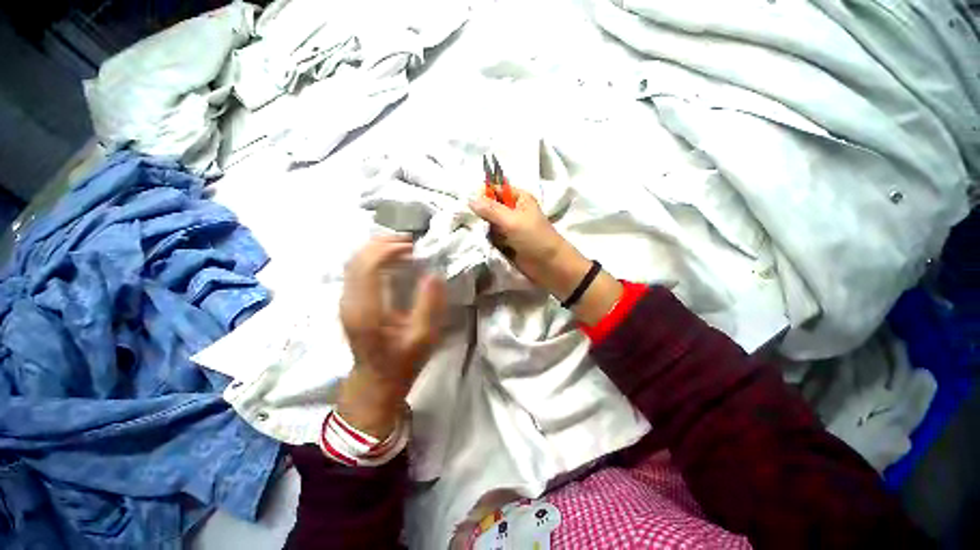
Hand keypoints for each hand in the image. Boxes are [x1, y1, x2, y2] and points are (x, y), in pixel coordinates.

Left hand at [337, 237, 445, 437]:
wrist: (376, 380)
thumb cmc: (402, 361)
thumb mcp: (423, 338)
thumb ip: (429, 305)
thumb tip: (433, 274)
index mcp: (366, 311)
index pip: (368, 266)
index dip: (389, 250)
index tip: (413, 247)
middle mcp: (350, 301)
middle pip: (357, 259)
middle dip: (382, 244)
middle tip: (410, 242)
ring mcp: (346, 301)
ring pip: (354, 262)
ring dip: (376, 249)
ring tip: (402, 247)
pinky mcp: (349, 302)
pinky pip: (356, 270)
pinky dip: (372, 258)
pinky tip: (390, 259)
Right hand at [470, 189, 622, 324]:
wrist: (549, 266)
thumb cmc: (534, 238)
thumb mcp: (512, 221)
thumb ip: (491, 210)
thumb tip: (469, 199)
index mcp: (519, 198)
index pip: (496, 190)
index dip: (482, 194)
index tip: (466, 203)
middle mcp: (513, 210)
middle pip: (491, 206)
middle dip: (479, 212)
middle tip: (463, 218)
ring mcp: (510, 227)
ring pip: (489, 223)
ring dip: (481, 227)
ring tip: (467, 230)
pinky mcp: (507, 242)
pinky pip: (492, 236)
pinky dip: (485, 238)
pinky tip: (475, 239)